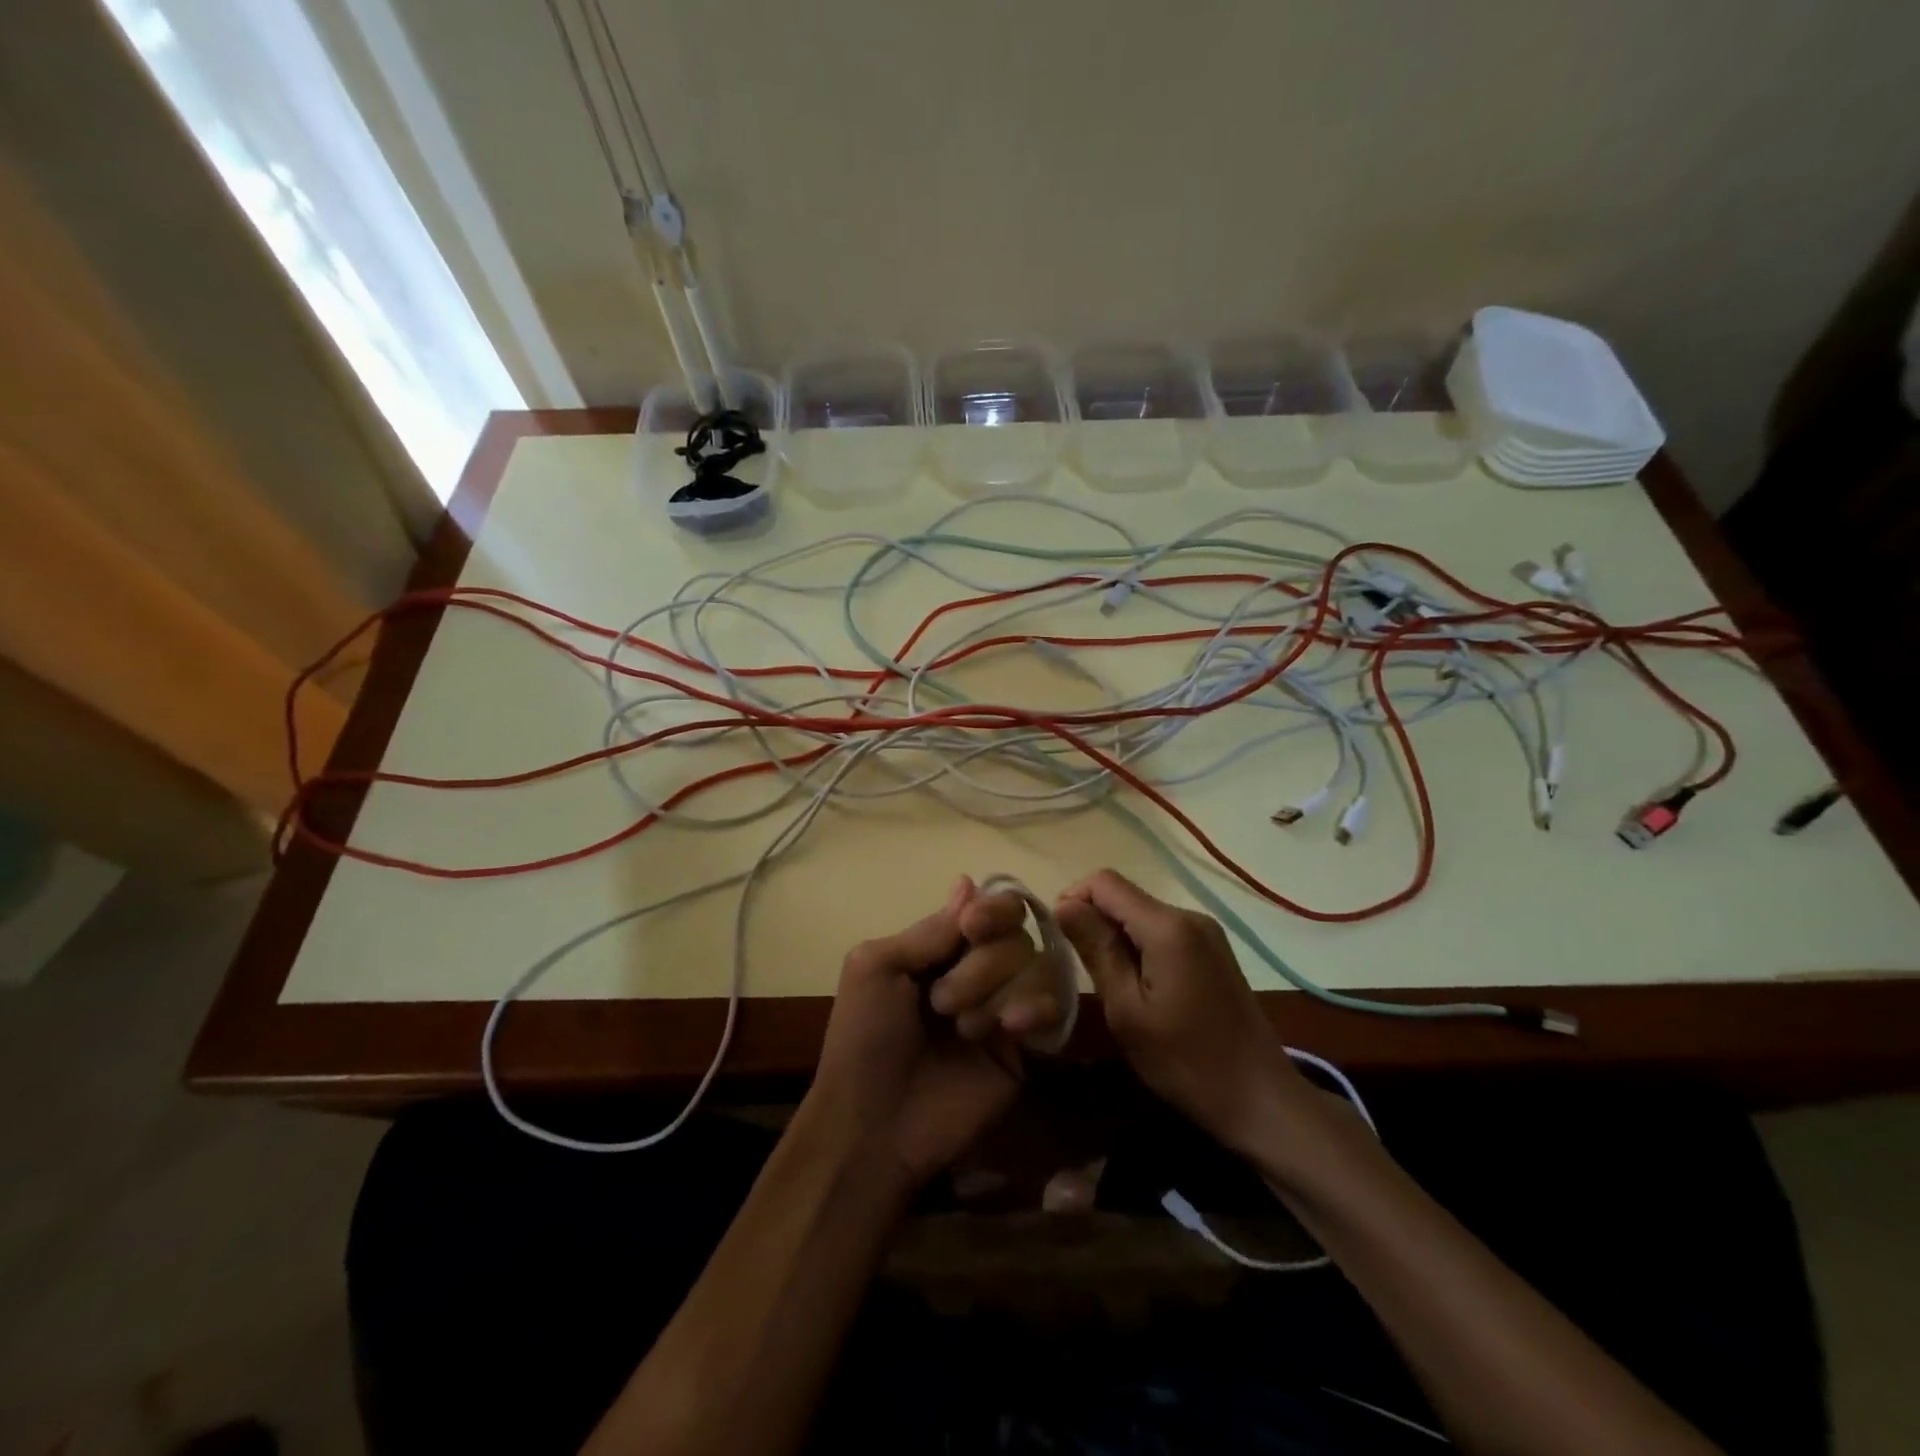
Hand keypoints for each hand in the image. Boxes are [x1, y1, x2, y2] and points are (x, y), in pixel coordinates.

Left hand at [804, 877, 1054, 1189]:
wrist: (874, 1125)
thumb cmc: (864, 1039)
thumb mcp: (877, 968)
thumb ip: (929, 930)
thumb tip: (968, 881)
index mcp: (941, 949)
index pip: (988, 909)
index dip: (990, 910)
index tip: (971, 927)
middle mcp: (978, 971)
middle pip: (1014, 935)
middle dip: (981, 964)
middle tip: (940, 1004)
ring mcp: (1004, 1007)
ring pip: (1035, 966)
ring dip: (996, 991)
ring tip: (964, 1030)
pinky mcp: (1025, 1049)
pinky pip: (1052, 1008)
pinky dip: (1036, 1008)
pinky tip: (1011, 1028)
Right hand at [1055, 870, 1312, 1155]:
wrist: (1261, 1099)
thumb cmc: (1186, 1061)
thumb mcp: (1127, 1010)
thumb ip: (1096, 950)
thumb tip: (1062, 905)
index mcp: (1168, 927)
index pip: (1105, 882)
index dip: (1073, 899)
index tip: (1057, 937)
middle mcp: (1190, 916)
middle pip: (1125, 896)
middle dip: (1094, 920)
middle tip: (1078, 967)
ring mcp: (1206, 932)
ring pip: (1142, 914)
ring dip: (1116, 936)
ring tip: (1106, 981)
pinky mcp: (1214, 950)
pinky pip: (1163, 931)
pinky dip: (1140, 946)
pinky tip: (1138, 986)